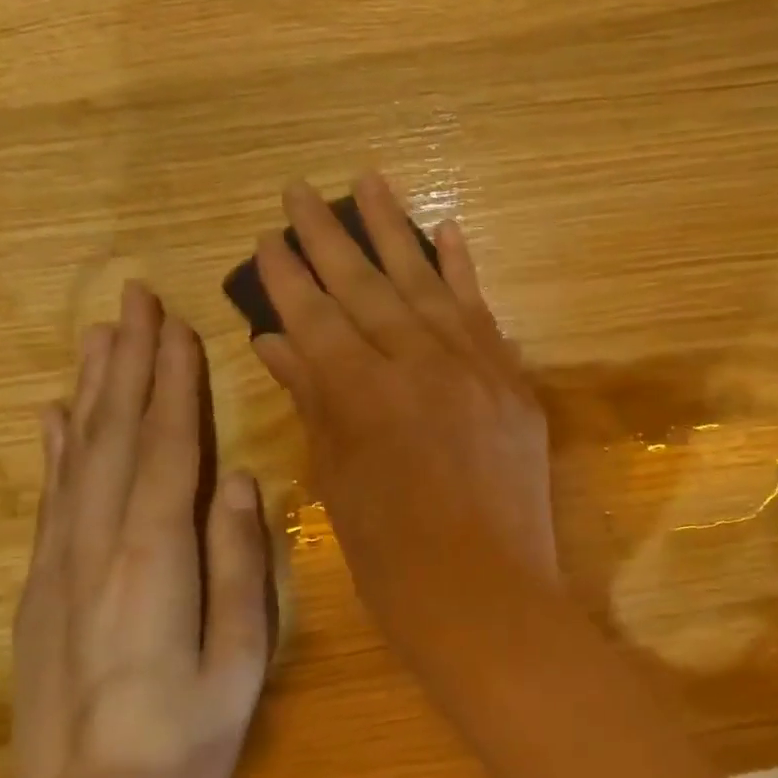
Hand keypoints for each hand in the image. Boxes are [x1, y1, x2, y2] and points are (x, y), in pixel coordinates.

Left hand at [12, 282, 271, 777]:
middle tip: (136, 300)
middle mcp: (97, 547)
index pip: (168, 449)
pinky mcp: (40, 589)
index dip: (173, 384)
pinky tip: (56, 415)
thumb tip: (236, 481)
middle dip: (130, 363)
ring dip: (94, 389)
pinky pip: (52, 499)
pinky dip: (57, 448)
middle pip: (117, 436)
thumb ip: (236, 566)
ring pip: (79, 456)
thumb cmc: (181, 746)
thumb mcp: (238, 664)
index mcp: (153, 561)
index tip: (178, 326)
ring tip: (101, 334)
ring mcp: (59, 566)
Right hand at [251, 175, 557, 664]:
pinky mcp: (513, 382)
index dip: (287, 277)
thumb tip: (277, 343)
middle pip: (366, 286)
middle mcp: (419, 364)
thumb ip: (313, 403)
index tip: (265, 238)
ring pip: (427, 284)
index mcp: (363, 395)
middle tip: (300, 190)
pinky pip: (484, 313)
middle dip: (329, 236)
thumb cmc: (394, 560)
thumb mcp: (337, 483)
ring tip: (372, 179)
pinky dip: (463, 271)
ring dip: (397, 230)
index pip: (316, 317)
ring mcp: (475, 368)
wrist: (488, 598)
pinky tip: (447, 230)